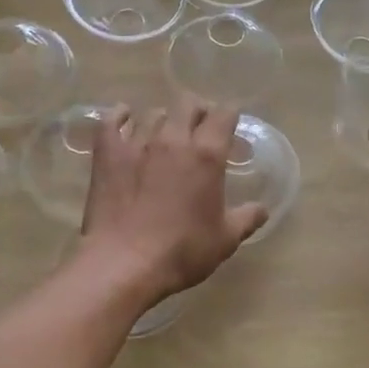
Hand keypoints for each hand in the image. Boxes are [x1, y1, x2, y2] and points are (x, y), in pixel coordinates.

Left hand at [80, 98, 267, 306]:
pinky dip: (120, 116)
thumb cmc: (182, 252)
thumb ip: (246, 219)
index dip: (229, 115)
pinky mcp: (107, 154)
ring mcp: (137, 143)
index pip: (223, 115)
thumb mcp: (225, 240)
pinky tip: (124, 118)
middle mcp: (173, 139)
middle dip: (197, 110)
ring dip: (164, 119)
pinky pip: (111, 121)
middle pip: (187, 104)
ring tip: (164, 133)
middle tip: (199, 127)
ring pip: (153, 113)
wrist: (124, 263)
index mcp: (207, 155)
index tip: (230, 125)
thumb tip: (261, 209)